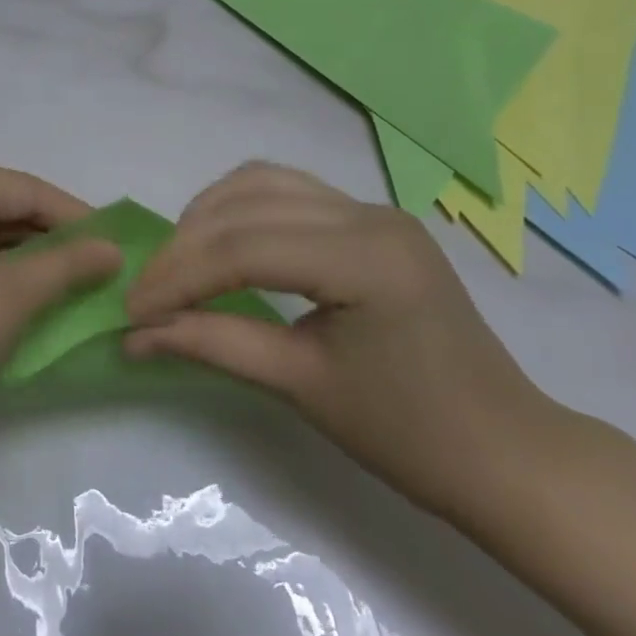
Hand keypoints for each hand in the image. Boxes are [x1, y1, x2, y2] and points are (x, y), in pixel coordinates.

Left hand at [0, 166, 120, 461]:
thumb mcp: (13, 296)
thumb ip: (68, 264)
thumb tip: (113, 249)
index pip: (24, 188)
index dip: (75, 216)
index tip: (115, 247)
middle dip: (47, 237)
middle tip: (92, 269)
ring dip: (20, 256)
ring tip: (61, 285)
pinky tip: (13, 295)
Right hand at [124, 161, 565, 524]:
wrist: (504, 451)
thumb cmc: (409, 434)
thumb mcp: (300, 386)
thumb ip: (212, 345)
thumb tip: (133, 334)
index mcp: (365, 258)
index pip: (243, 249)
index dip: (177, 277)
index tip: (131, 310)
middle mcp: (369, 214)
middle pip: (246, 208)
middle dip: (183, 248)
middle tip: (145, 292)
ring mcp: (373, 210)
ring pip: (262, 183)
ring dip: (207, 217)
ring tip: (176, 264)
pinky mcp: (370, 220)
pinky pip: (287, 193)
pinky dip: (239, 211)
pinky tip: (219, 242)